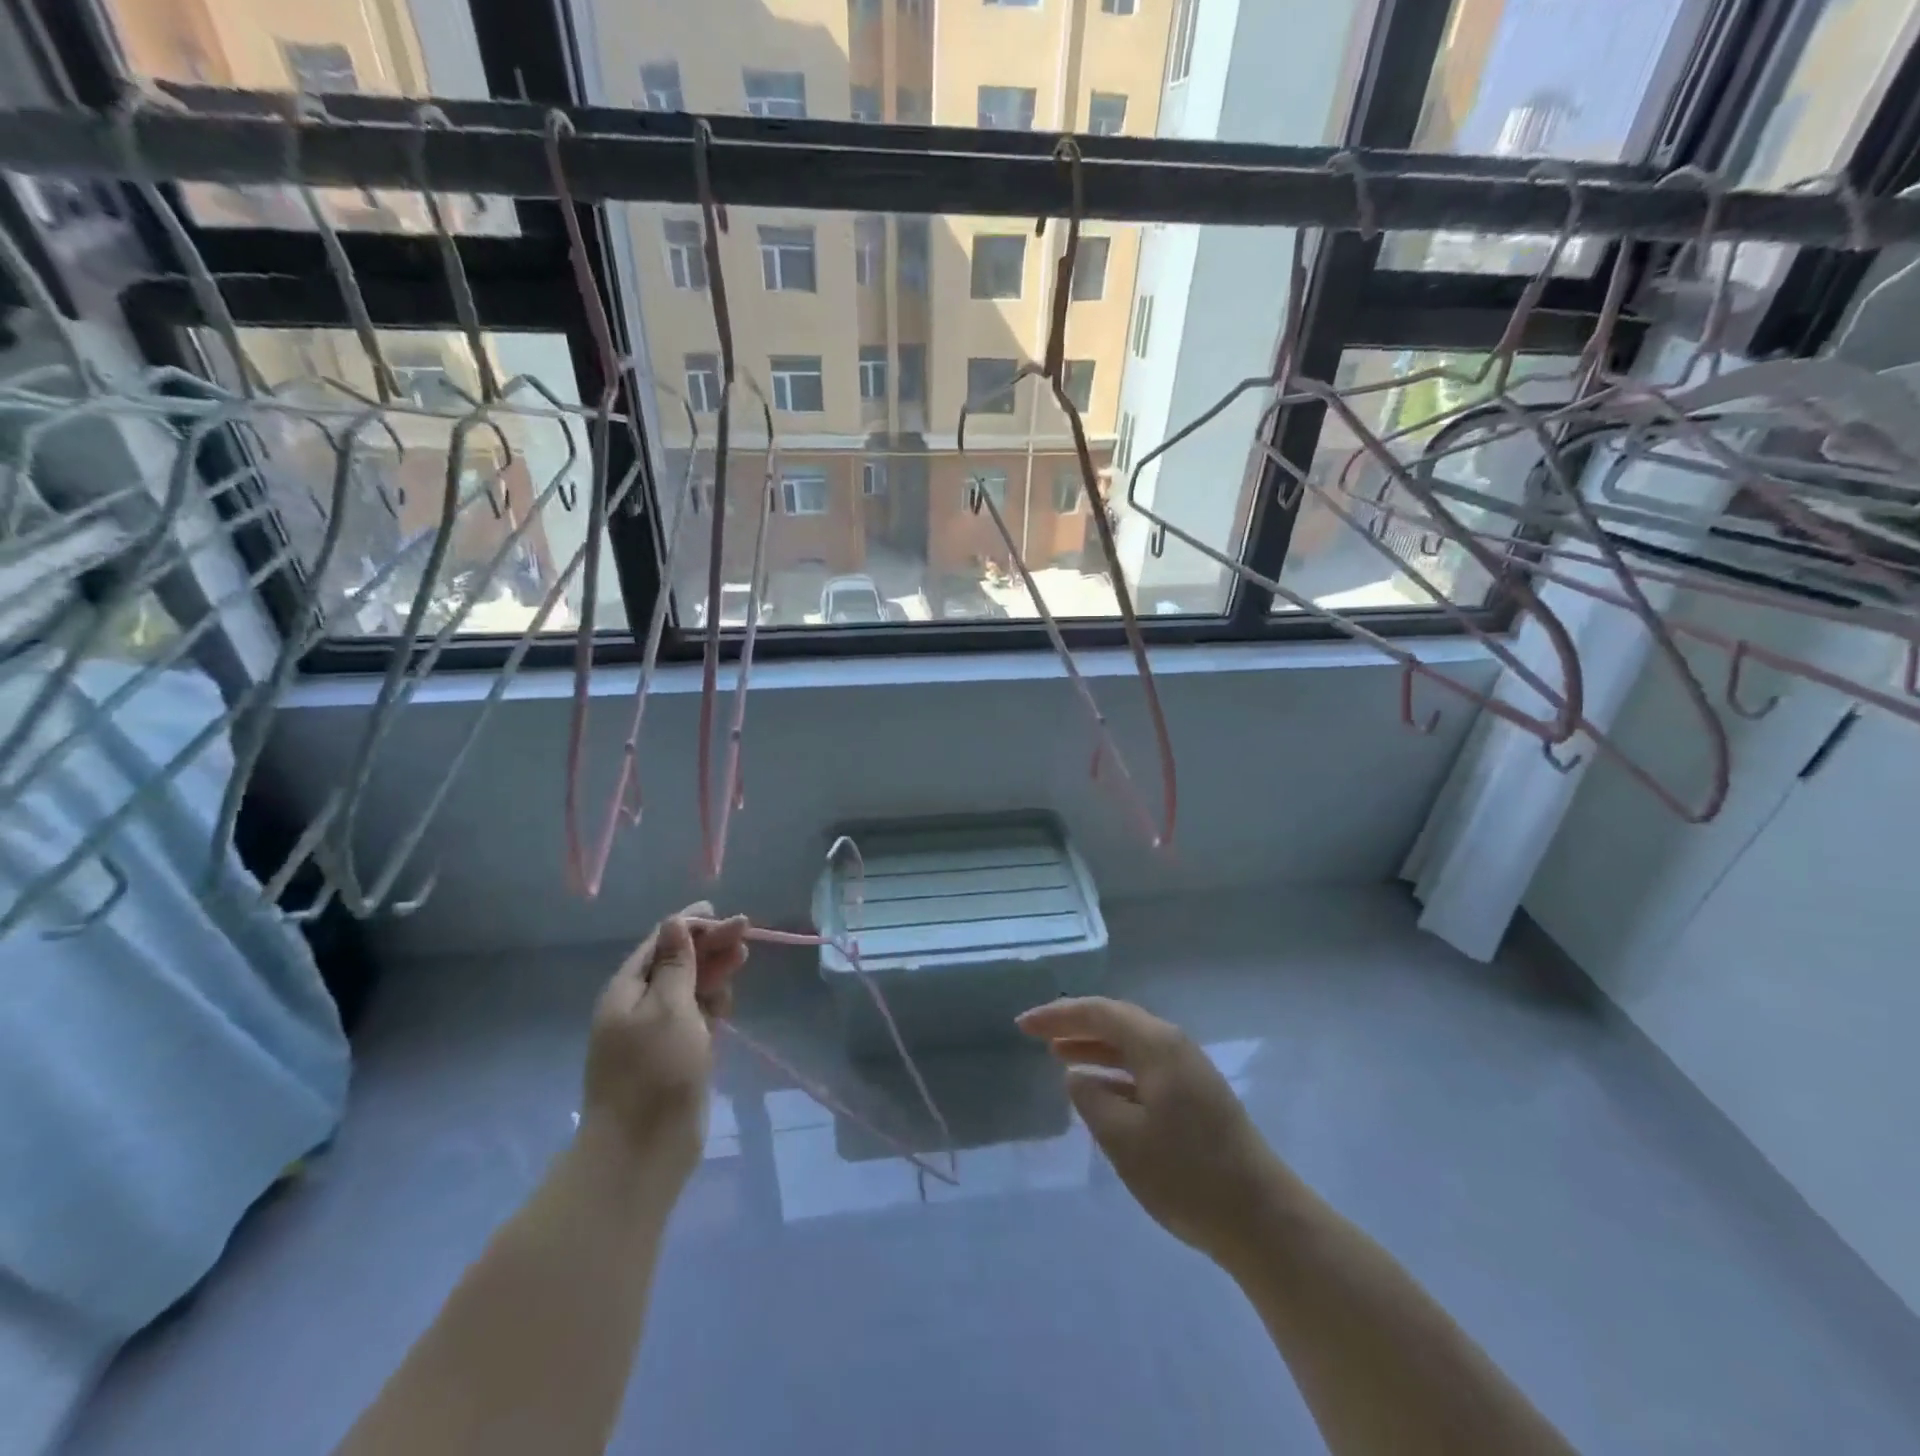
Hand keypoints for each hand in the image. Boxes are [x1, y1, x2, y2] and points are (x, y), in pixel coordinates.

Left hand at [581, 902, 748, 1180]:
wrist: (642, 1151)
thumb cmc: (655, 1071)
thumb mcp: (669, 1007)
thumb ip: (676, 964)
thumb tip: (674, 923)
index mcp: (627, 991)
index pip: (661, 943)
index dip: (691, 925)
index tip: (724, 914)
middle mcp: (638, 1007)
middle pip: (677, 964)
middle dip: (709, 946)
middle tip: (745, 933)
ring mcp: (656, 1034)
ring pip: (689, 991)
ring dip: (714, 973)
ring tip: (742, 960)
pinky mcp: (674, 1057)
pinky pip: (694, 1019)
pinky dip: (711, 1005)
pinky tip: (727, 1003)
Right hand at [1017, 997, 1283, 1261]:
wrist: (1262, 1219)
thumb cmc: (1187, 1175)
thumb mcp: (1124, 1139)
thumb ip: (1091, 1100)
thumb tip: (1077, 1076)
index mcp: (1157, 1045)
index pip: (1099, 1012)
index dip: (1058, 1015)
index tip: (1023, 1025)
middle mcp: (1174, 1046)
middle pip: (1116, 1020)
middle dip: (1074, 1024)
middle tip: (1036, 1034)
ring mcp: (1189, 1070)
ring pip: (1131, 1043)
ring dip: (1094, 1045)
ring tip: (1059, 1055)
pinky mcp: (1196, 1096)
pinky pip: (1144, 1066)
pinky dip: (1115, 1068)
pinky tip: (1098, 1087)